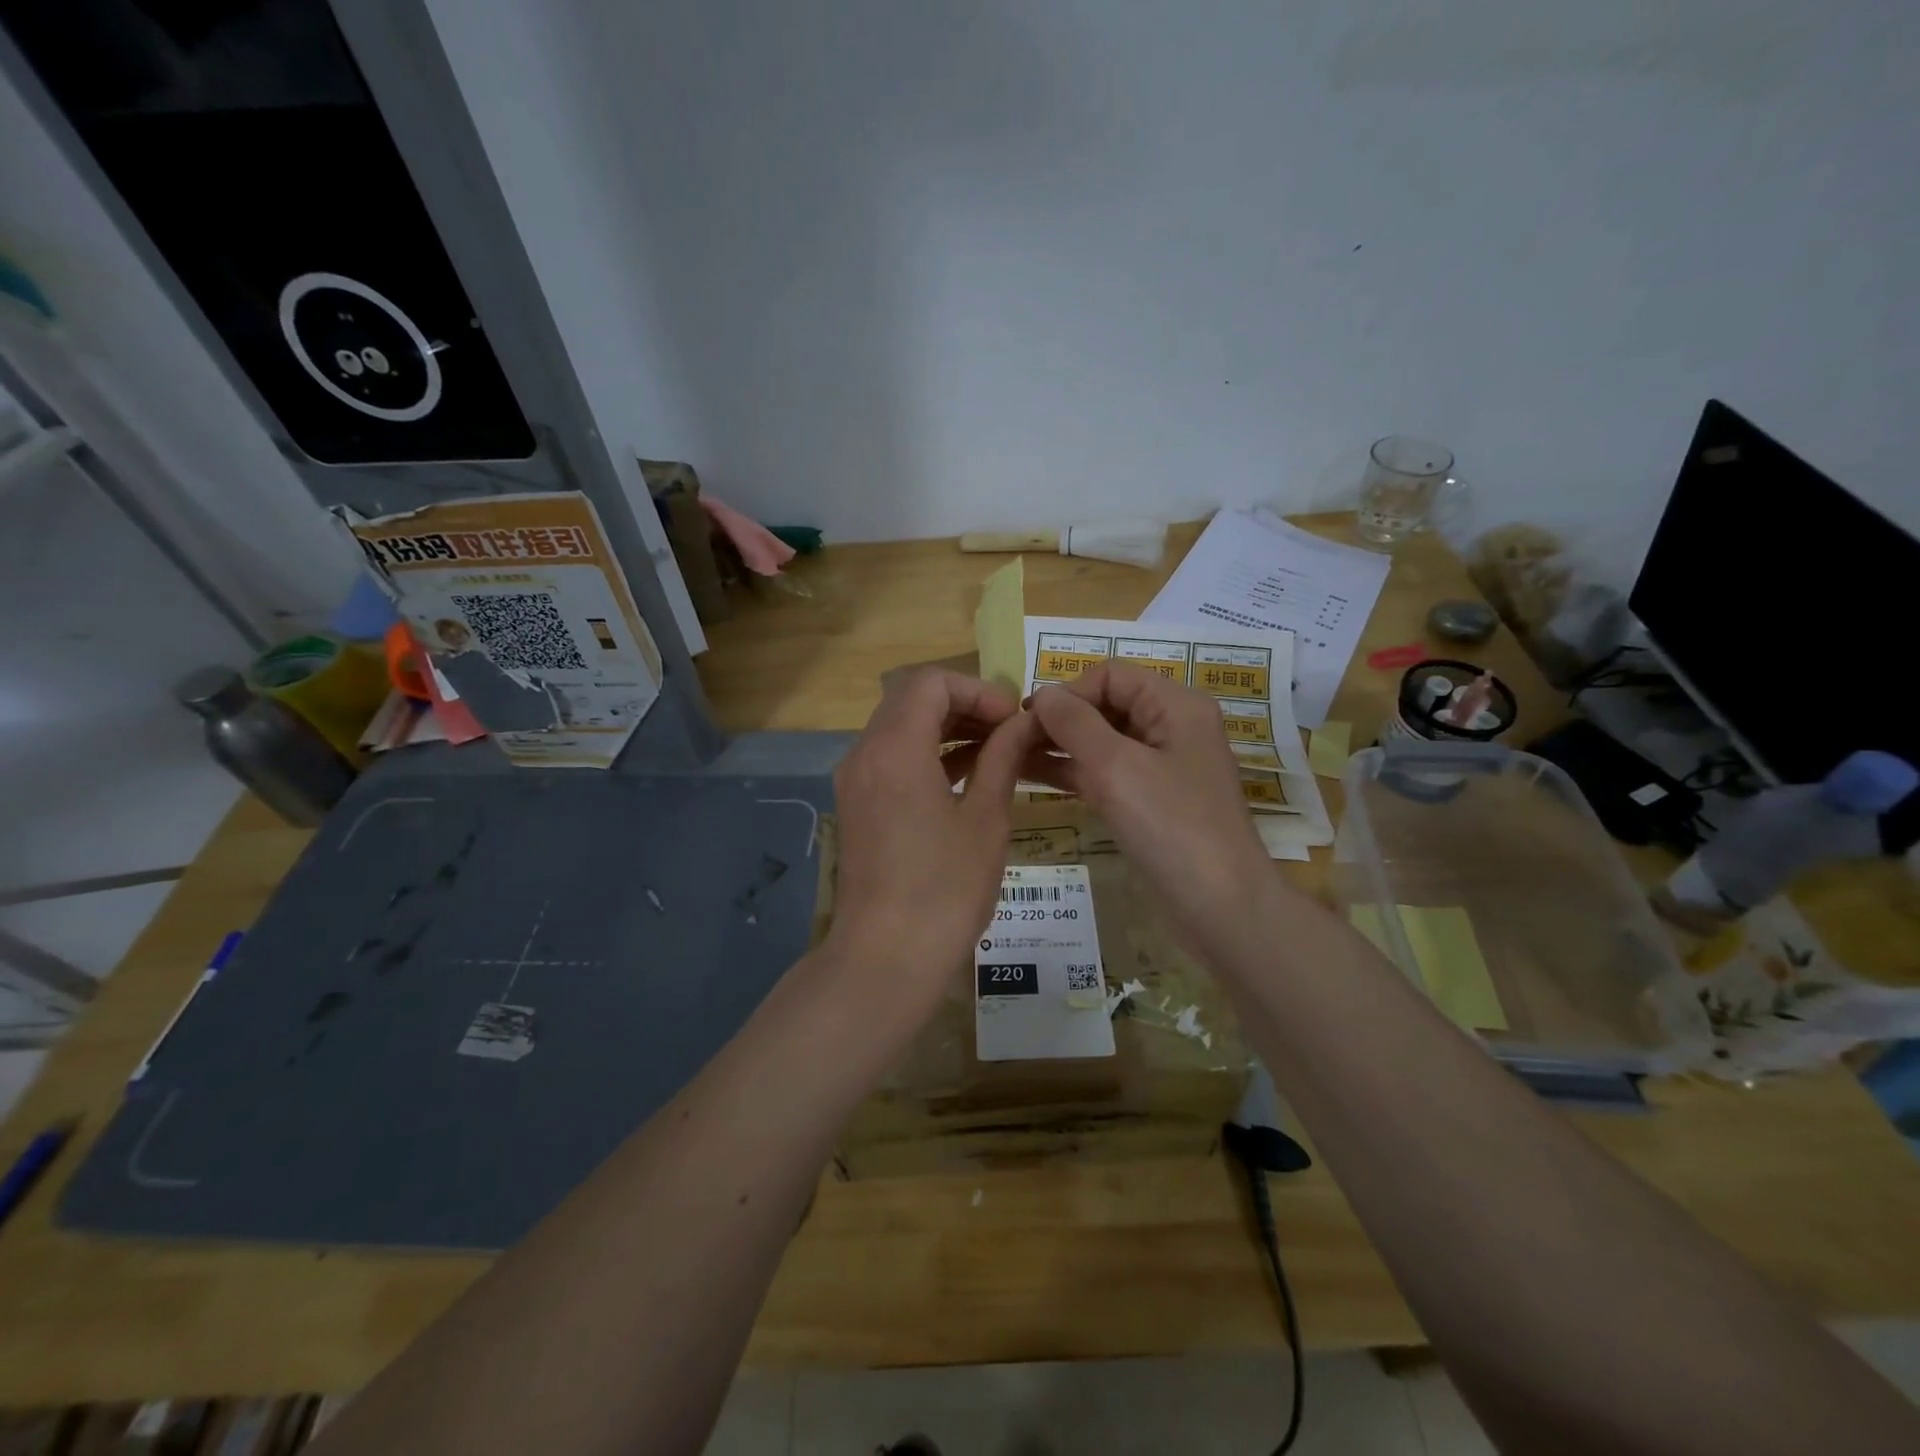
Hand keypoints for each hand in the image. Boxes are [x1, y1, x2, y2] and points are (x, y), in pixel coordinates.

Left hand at [826, 668, 1036, 1000]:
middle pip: (911, 700)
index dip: (978, 690)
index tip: (1012, 720)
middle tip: (1009, 731)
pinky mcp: (858, 806)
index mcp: (895, 749)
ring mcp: (856, 781)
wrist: (886, 958)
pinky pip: (892, 760)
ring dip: (947, 730)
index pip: (931, 683)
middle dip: (964, 705)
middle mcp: (865, 754)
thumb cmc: (945, 889)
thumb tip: (1024, 723)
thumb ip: (1003, 759)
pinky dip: (928, 756)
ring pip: (901, 729)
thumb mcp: (985, 819)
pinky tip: (968, 777)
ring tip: (997, 752)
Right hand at [1025, 662, 1274, 950]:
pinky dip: (1073, 771)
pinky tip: (1034, 777)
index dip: (1068, 691)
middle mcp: (1172, 726)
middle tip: (1013, 740)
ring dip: (1061, 745)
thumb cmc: (1170, 825)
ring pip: (1103, 740)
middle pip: (1106, 704)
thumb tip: (1042, 693)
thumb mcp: (1115, 767)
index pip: (1110, 675)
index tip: (1029, 720)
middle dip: (1061, 718)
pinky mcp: (1152, 799)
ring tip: (1012, 756)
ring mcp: (1162, 765)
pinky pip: (1107, 772)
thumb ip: (1074, 723)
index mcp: (1175, 705)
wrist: (1220, 905)